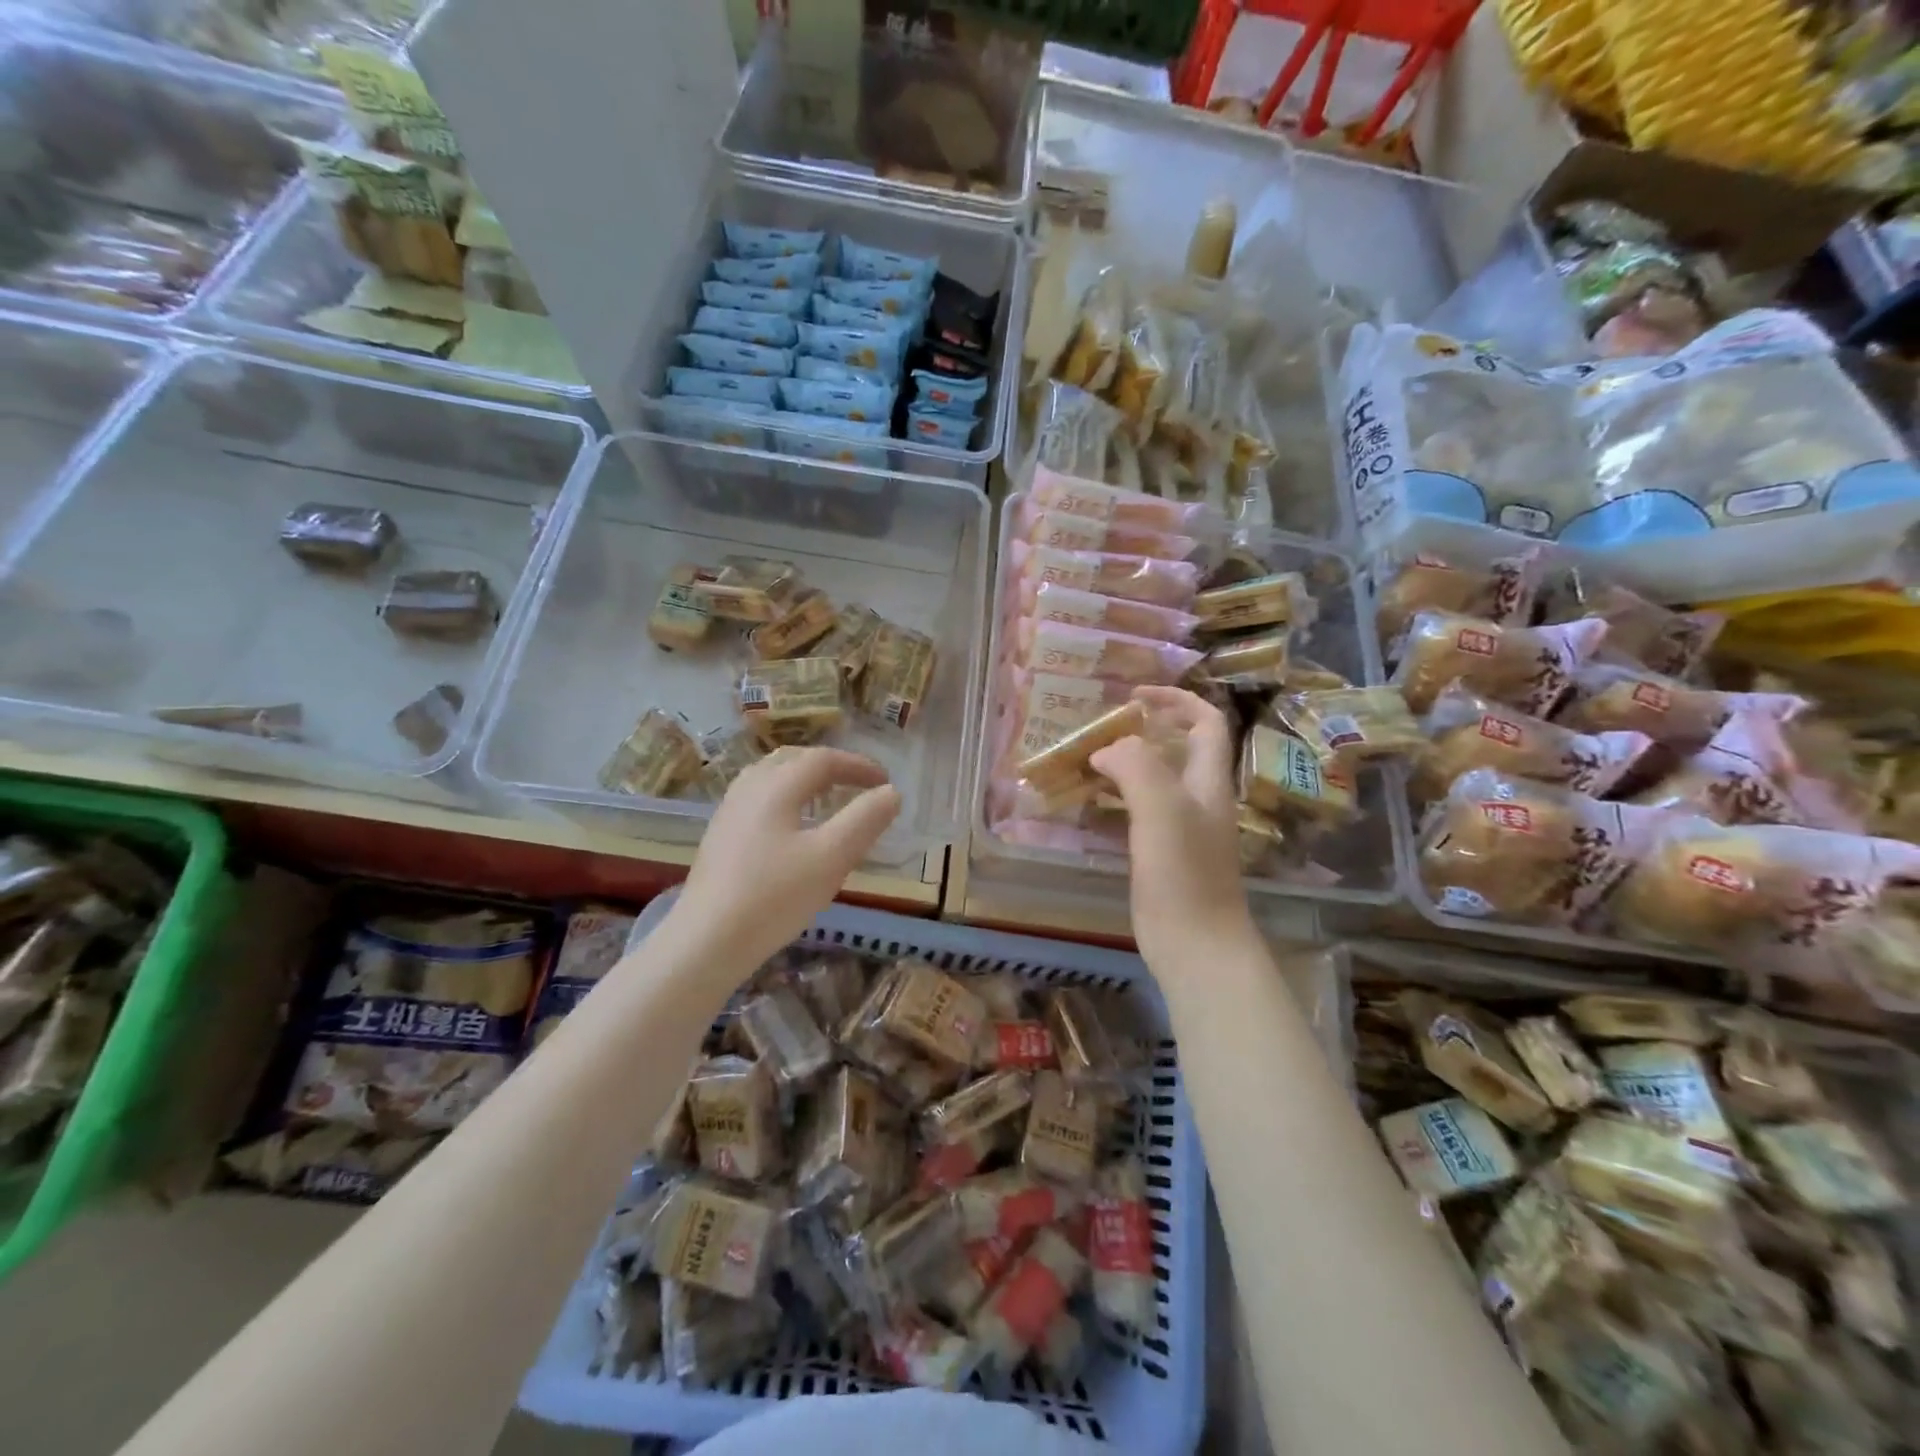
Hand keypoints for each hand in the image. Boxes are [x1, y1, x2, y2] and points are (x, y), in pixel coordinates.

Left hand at [670, 747, 901, 968]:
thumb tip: (891, 792)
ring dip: (804, 779)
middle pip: (793, 759)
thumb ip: (865, 820)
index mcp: (777, 786)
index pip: (823, 759)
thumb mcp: (832, 857)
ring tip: (827, 798)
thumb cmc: (775, 896)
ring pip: (771, 777)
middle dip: (830, 766)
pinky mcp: (719, 837)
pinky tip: (791, 827)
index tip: (885, 782)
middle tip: (858, 783)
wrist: (706, 941)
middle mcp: (749, 789)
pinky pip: (758, 799)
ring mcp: (729, 812)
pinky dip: (785, 797)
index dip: (858, 765)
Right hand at [1092, 687, 1257, 969]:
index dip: (1175, 699)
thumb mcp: (1161, 808)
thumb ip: (1136, 766)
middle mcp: (1199, 799)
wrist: (1196, 945)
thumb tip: (1106, 749)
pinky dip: (1116, 799)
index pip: (1205, 722)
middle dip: (1144, 730)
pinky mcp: (1162, 855)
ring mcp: (1181, 829)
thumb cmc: (1183, 874)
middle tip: (1101, 729)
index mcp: (1208, 781)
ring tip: (1087, 760)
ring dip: (1125, 764)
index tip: (1134, 695)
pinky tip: (1089, 804)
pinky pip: (1139, 813)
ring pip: (1155, 781)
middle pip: (1178, 749)